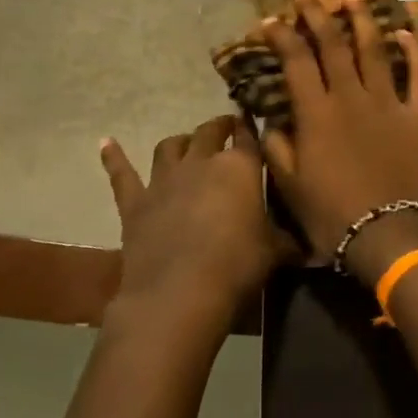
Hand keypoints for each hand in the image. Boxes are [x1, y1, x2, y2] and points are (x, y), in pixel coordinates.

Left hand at [99, 115, 286, 340]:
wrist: (179, 294)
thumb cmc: (236, 266)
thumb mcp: (274, 252)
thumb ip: (288, 242)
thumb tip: (311, 249)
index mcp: (239, 168)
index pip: (249, 138)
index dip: (251, 129)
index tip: (254, 123)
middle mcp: (201, 163)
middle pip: (209, 133)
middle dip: (219, 127)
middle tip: (226, 127)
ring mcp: (164, 180)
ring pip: (170, 146)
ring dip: (180, 141)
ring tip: (186, 142)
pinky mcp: (135, 203)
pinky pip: (122, 174)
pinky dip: (114, 158)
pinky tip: (106, 143)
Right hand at [260, 0, 417, 284]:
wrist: (390, 235)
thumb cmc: (333, 215)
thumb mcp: (290, 186)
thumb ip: (277, 147)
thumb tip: (270, 120)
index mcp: (316, 113)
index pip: (296, 61)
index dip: (281, 36)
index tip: (270, 20)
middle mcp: (351, 97)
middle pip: (333, 44)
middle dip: (318, 14)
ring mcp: (388, 103)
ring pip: (374, 50)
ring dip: (363, 19)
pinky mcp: (417, 116)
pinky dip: (414, 52)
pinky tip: (406, 33)